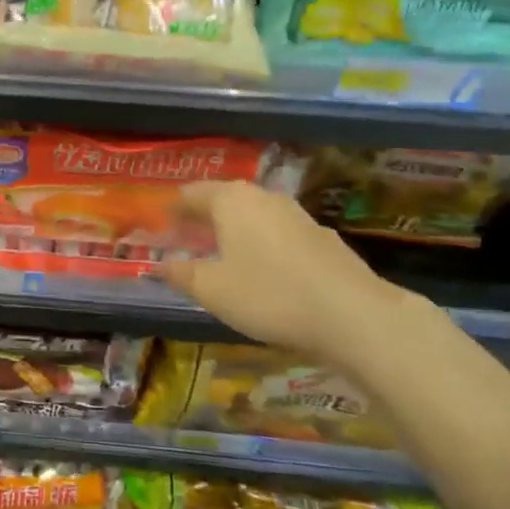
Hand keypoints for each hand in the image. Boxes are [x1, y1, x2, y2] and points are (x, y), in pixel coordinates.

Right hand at [160, 180, 414, 366]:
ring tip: (225, 254)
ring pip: (254, 215)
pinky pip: (280, 233)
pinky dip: (264, 244)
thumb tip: (157, 265)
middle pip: (223, 200)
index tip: (161, 225)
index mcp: (229, 200)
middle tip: (188, 238)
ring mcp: (296, 214)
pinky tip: (267, 270)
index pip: (191, 194)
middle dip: (204, 217)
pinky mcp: (322, 236)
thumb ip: (181, 274)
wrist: (353, 314)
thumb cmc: (269, 294)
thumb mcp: (213, 290)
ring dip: (236, 230)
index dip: (173, 210)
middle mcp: (262, 197)